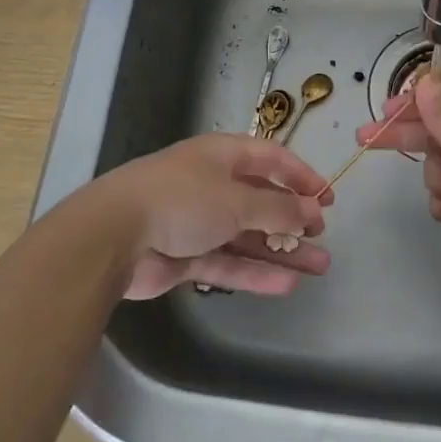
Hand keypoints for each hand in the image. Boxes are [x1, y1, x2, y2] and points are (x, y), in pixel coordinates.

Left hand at [90, 134, 331, 298]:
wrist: (113, 236)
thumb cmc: (182, 200)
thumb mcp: (237, 199)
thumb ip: (279, 208)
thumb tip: (311, 212)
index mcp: (222, 156)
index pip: (271, 159)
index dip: (301, 176)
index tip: (327, 198)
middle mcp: (212, 185)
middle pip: (262, 200)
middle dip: (294, 219)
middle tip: (321, 237)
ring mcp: (198, 222)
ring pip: (248, 236)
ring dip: (282, 250)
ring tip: (319, 267)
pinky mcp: (186, 256)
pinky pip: (229, 263)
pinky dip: (255, 272)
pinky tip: (286, 285)